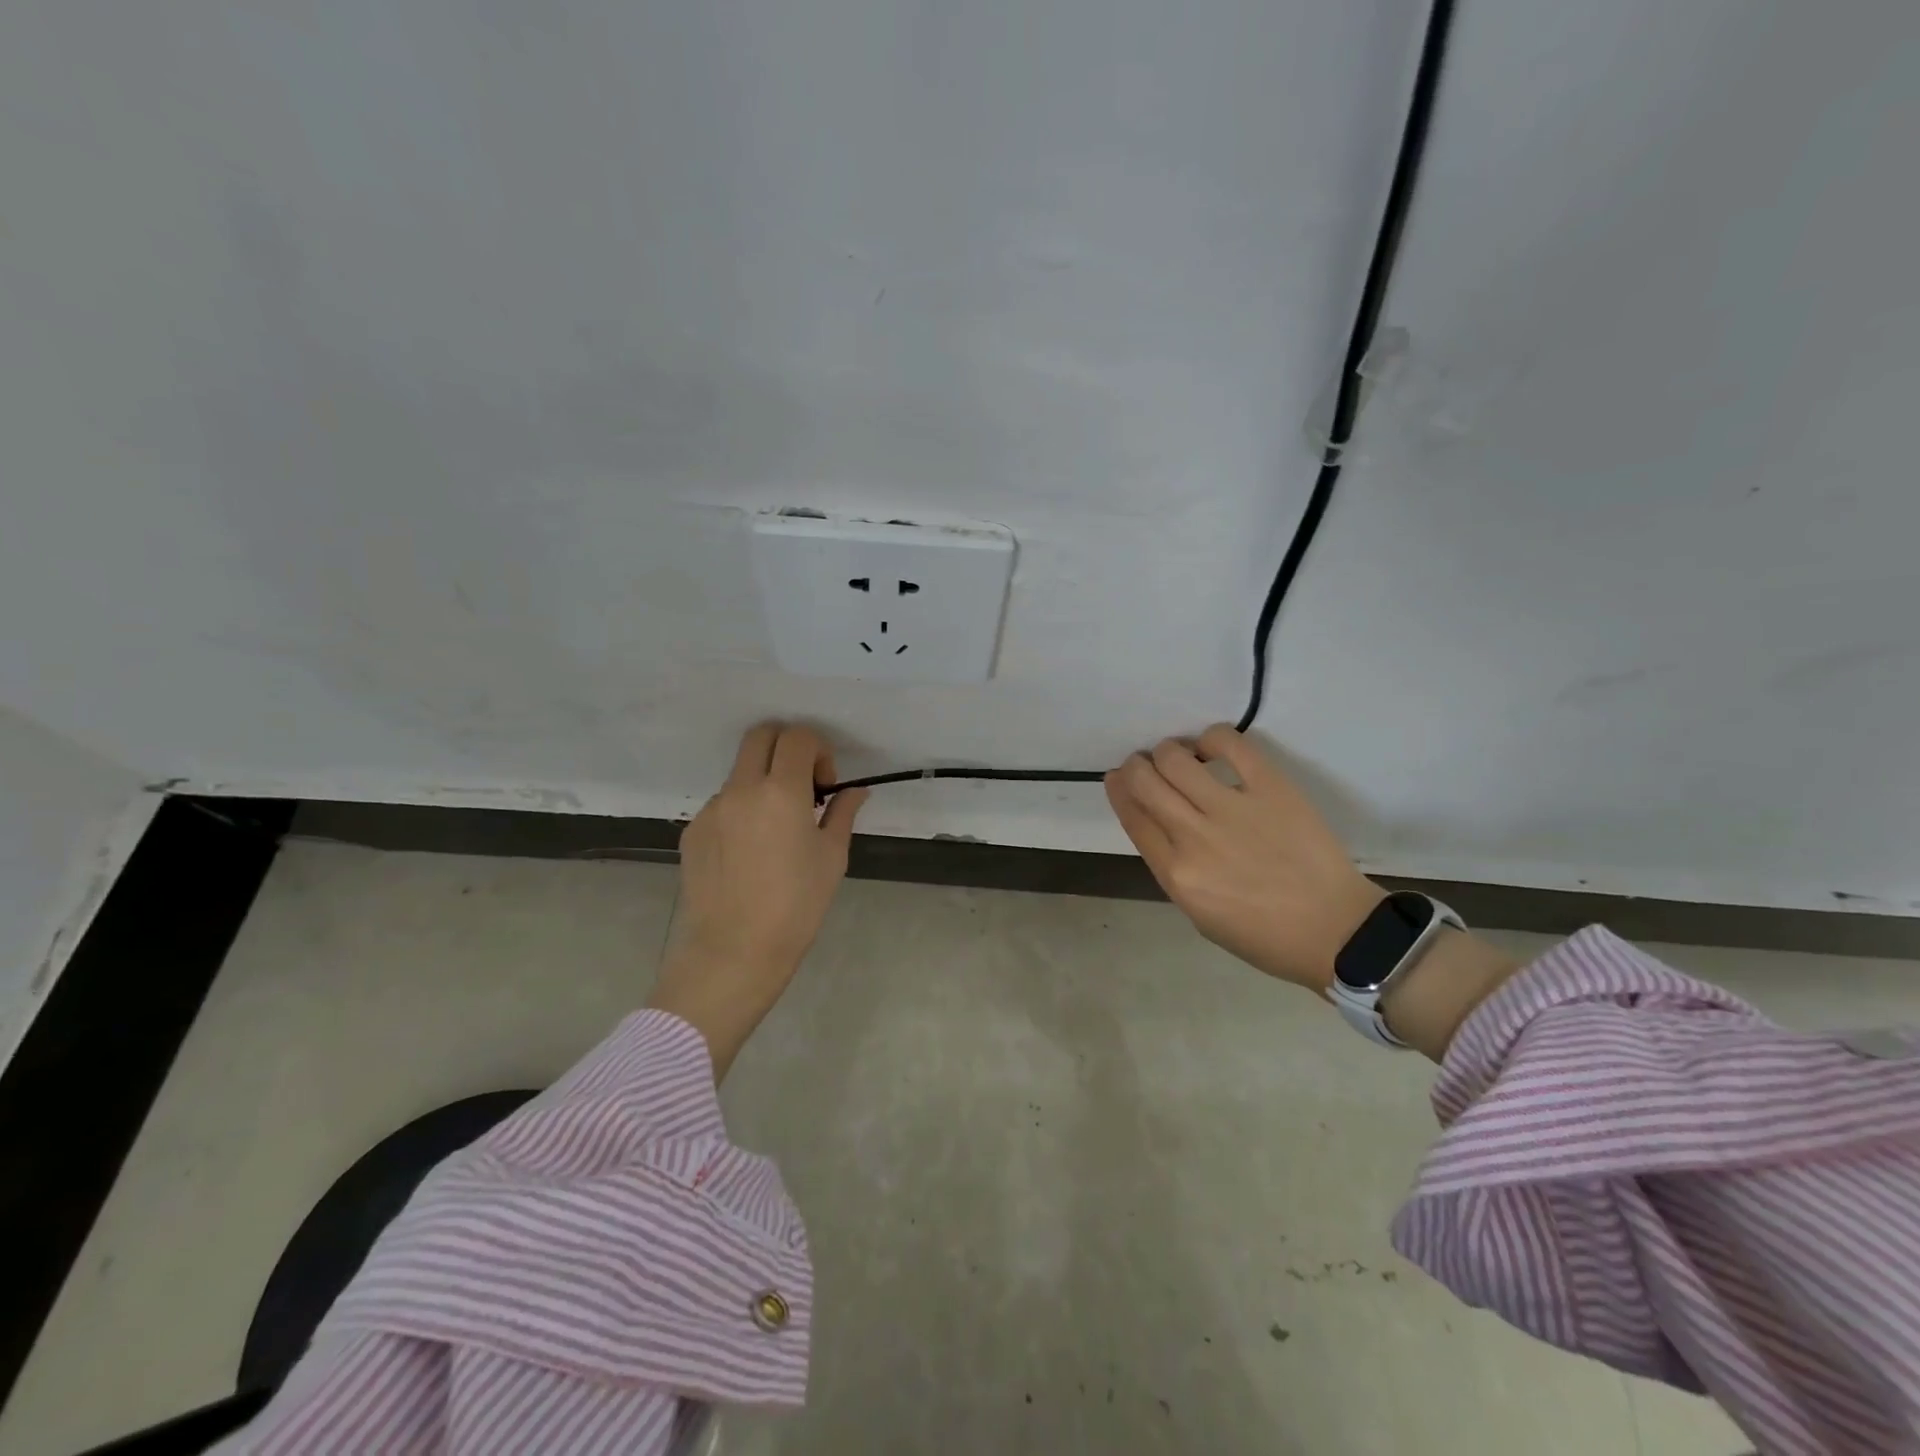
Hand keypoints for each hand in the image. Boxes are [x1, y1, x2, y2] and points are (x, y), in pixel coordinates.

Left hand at [647, 723, 867, 1079]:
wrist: (733, 952)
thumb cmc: (796, 907)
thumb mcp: (831, 859)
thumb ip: (842, 814)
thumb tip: (854, 791)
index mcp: (781, 792)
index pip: (798, 737)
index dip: (818, 750)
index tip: (825, 785)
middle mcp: (741, 790)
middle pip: (760, 736)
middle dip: (786, 747)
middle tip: (802, 785)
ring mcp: (711, 809)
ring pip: (739, 772)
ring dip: (762, 782)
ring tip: (776, 829)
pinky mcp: (692, 831)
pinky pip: (722, 805)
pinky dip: (742, 811)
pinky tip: (750, 852)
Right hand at [1105, 725, 1381, 992]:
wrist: (1336, 932)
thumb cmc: (1264, 934)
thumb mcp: (1199, 913)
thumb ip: (1172, 866)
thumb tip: (1159, 822)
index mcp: (1176, 873)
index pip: (1132, 815)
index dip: (1118, 788)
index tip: (1118, 777)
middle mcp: (1194, 836)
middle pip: (1144, 780)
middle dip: (1136, 766)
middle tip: (1145, 764)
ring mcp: (1233, 809)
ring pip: (1175, 757)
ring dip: (1168, 751)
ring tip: (1181, 756)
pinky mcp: (1271, 788)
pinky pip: (1229, 744)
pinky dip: (1211, 738)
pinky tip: (1212, 748)